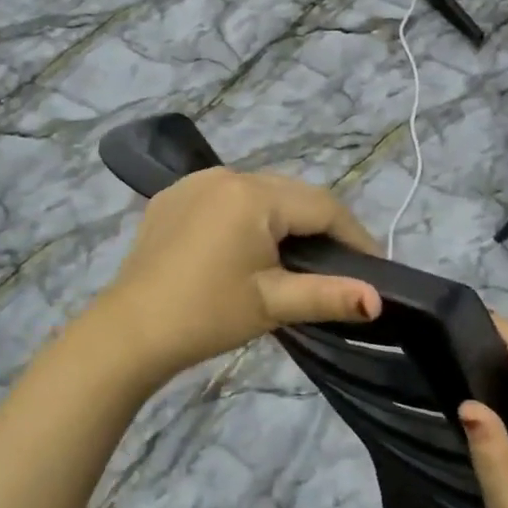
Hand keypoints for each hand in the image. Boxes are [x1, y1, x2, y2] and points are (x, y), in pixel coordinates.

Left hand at [101, 167, 381, 379]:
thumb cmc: (207, 316)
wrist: (130, 332)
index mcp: (253, 195)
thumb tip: (378, 300)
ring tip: (298, 257)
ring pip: (259, 193)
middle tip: (340, 264)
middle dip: (321, 226)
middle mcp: (225, 175)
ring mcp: (194, 183)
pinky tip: (247, 247)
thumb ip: (329, 295)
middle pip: (291, 194)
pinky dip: (247, 217)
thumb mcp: (273, 304)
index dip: (354, 235)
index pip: (322, 206)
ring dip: (284, 219)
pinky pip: (225, 198)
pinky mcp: (172, 198)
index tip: (374, 266)